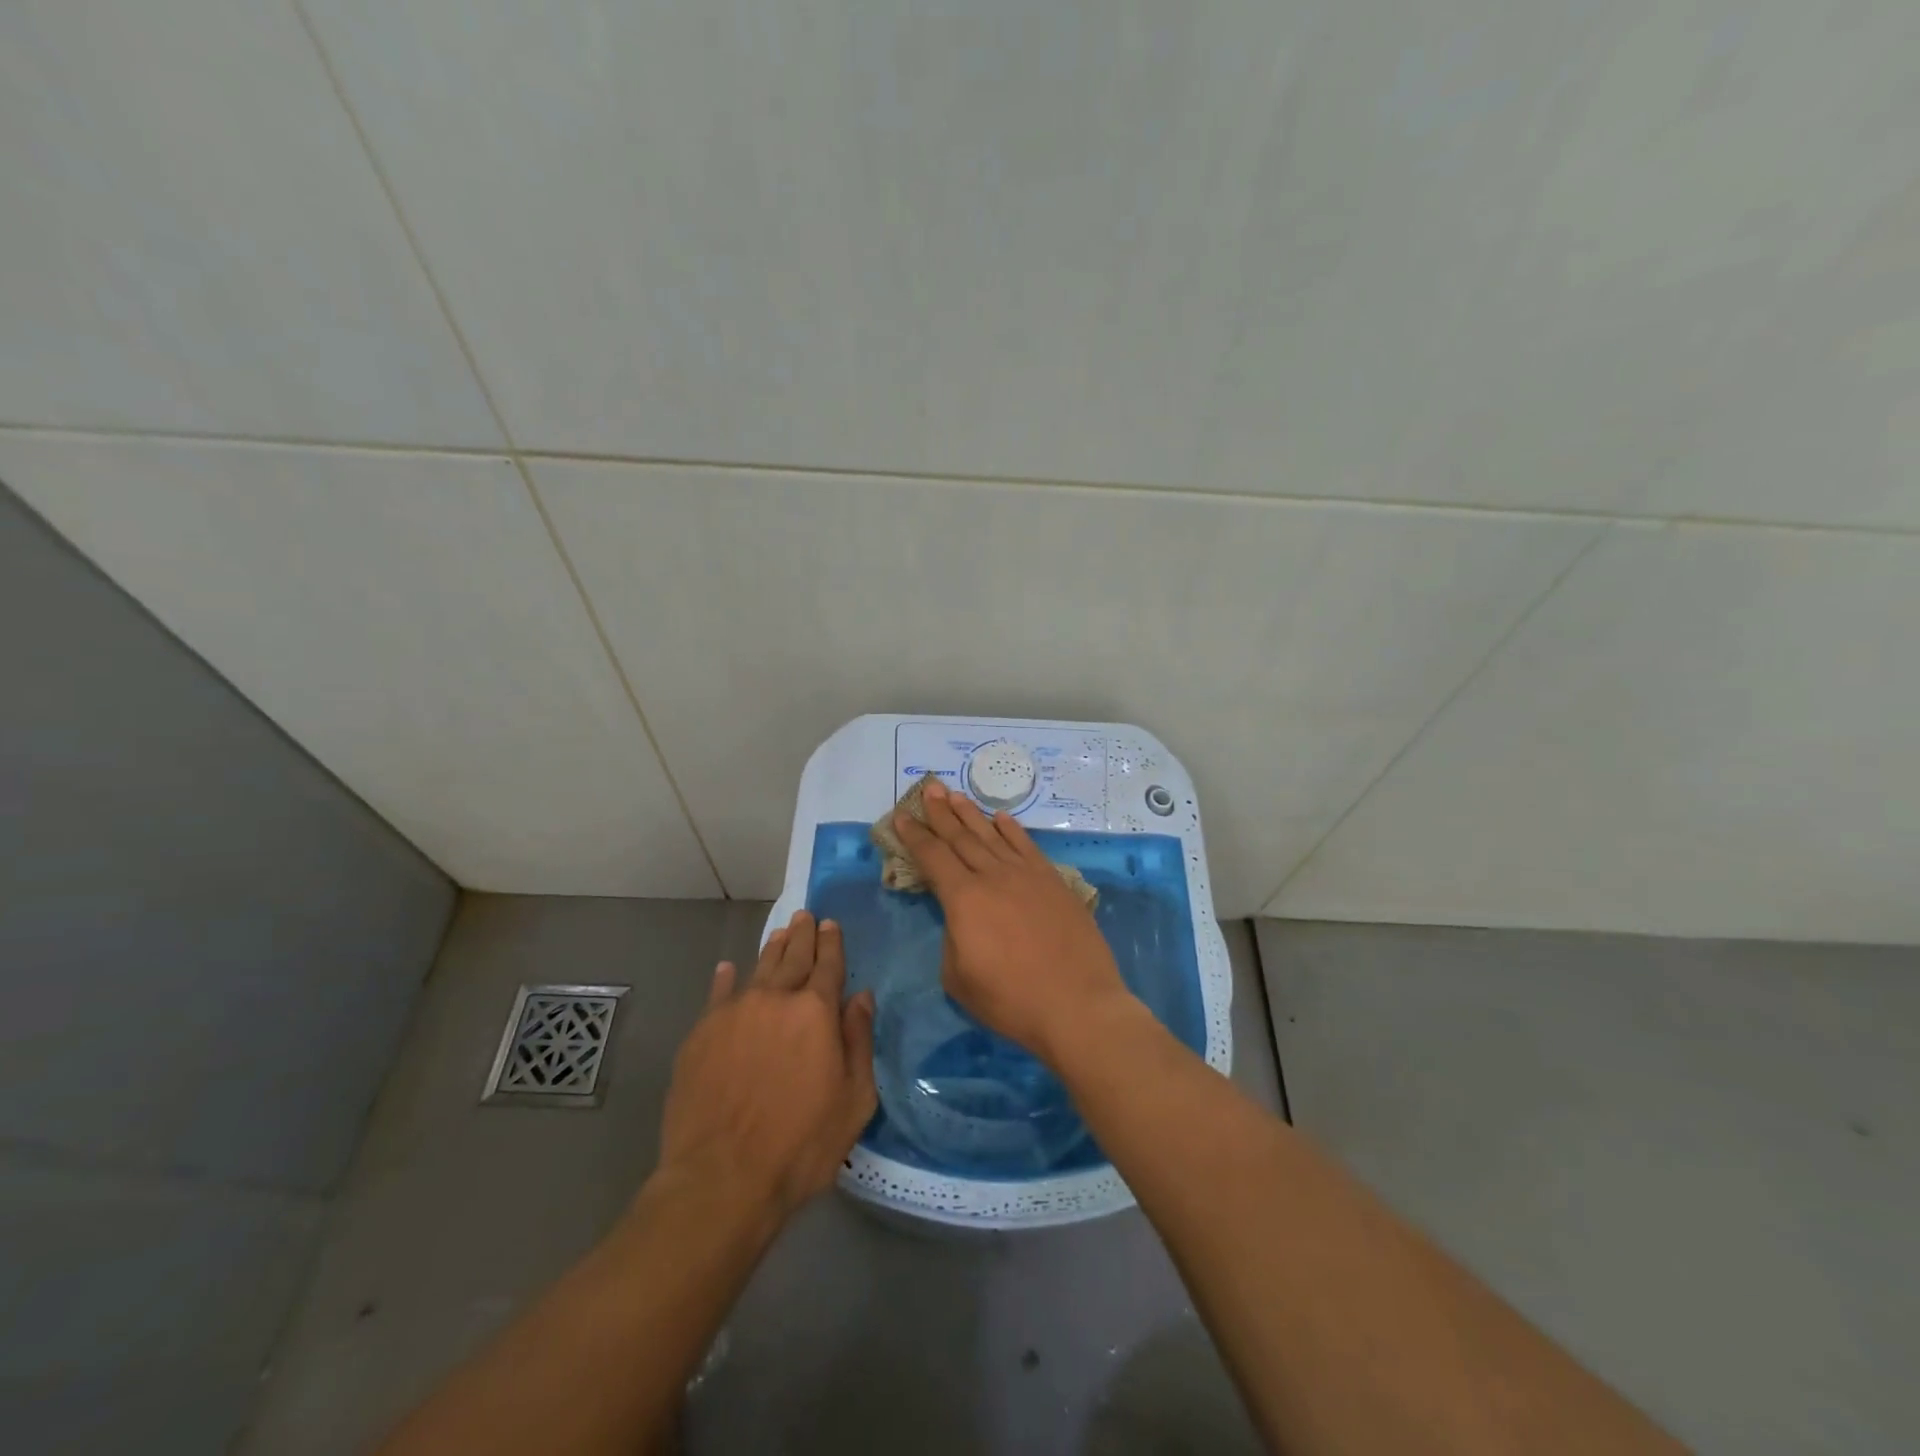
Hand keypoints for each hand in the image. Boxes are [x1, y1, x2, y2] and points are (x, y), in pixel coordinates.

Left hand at [655, 910, 876, 1222]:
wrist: (721, 1178)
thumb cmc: (800, 1145)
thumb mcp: (854, 1100)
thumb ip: (859, 1041)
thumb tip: (862, 997)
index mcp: (816, 1012)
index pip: (828, 964)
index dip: (831, 942)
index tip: (830, 924)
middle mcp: (775, 999)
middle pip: (792, 957)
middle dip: (802, 934)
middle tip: (805, 916)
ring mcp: (733, 1013)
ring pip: (758, 969)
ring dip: (772, 949)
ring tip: (780, 934)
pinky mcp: (700, 1034)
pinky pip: (717, 994)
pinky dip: (726, 978)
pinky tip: (728, 969)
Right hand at [892, 778, 1129, 1065]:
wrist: (1077, 1004)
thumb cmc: (1011, 1000)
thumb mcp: (958, 978)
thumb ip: (952, 940)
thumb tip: (962, 921)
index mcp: (964, 898)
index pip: (932, 857)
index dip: (915, 836)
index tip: (902, 816)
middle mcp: (993, 876)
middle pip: (961, 837)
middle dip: (941, 812)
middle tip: (929, 789)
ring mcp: (1027, 875)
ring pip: (992, 835)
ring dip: (971, 814)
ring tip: (955, 794)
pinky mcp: (1053, 881)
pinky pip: (1027, 846)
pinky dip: (1012, 829)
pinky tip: (1002, 818)